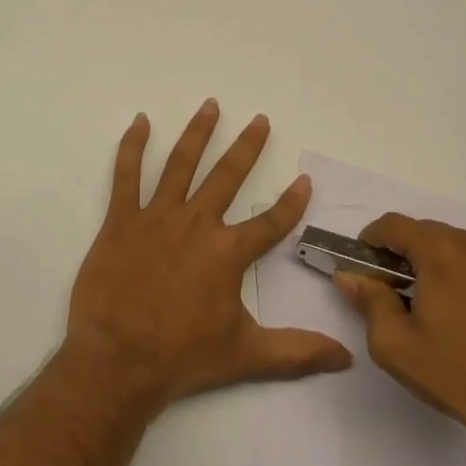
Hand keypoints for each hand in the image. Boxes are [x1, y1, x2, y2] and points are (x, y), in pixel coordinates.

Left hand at [66, 101, 352, 406]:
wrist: (118, 360)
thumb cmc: (183, 357)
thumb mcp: (247, 356)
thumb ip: (298, 352)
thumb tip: (347, 358)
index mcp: (228, 252)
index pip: (270, 222)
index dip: (291, 202)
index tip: (304, 180)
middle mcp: (197, 223)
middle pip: (228, 175)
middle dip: (247, 146)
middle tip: (260, 119)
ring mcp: (157, 217)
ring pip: (182, 163)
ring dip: (198, 132)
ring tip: (211, 105)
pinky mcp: (121, 219)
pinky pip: (127, 174)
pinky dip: (133, 146)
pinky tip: (141, 121)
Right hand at [336, 213, 465, 465]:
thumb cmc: (456, 373)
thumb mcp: (395, 343)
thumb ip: (368, 301)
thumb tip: (350, 277)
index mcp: (442, 251)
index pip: (393, 224)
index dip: (370, 240)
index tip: (362, 268)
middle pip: (423, 232)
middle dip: (400, 254)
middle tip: (389, 291)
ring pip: (450, 244)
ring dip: (429, 262)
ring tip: (424, 303)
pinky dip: (456, 271)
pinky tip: (455, 310)